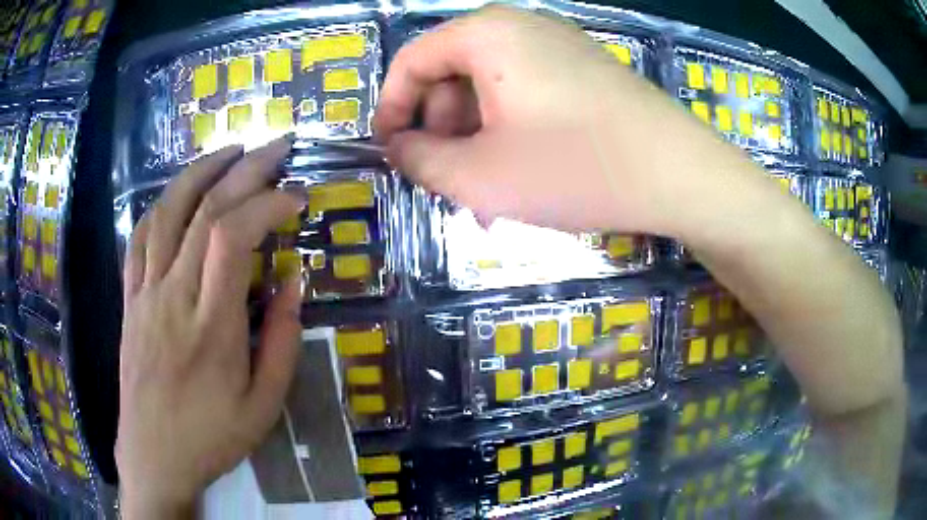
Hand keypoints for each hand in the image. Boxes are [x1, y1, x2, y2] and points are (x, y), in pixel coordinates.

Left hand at [116, 139, 303, 517]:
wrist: (153, 455)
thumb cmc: (211, 438)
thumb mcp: (264, 407)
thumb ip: (281, 342)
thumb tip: (292, 281)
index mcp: (210, 327)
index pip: (234, 237)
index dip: (267, 203)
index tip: (296, 199)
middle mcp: (173, 296)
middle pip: (204, 211)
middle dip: (245, 169)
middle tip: (276, 147)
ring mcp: (145, 294)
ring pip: (167, 213)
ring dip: (200, 172)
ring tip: (230, 150)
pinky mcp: (130, 299)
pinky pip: (140, 238)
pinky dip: (162, 205)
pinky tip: (180, 193)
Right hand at [374, 4, 738, 236]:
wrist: (682, 175)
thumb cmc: (577, 168)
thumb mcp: (480, 176)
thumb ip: (419, 160)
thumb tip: (398, 148)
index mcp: (486, 34)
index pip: (412, 60)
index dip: (391, 108)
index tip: (388, 151)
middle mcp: (520, 27)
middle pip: (451, 73)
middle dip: (439, 130)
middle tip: (445, 181)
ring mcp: (558, 47)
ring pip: (490, 89)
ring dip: (476, 138)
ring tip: (485, 191)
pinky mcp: (584, 71)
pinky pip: (525, 94)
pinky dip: (510, 131)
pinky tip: (520, 173)